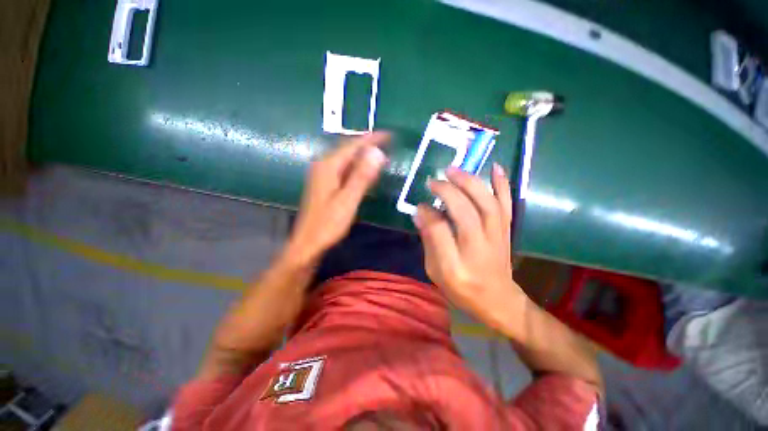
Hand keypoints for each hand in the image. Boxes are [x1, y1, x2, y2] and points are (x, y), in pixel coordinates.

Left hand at [286, 132, 388, 265]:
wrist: (308, 243)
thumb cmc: (328, 223)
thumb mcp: (348, 200)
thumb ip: (362, 176)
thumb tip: (377, 153)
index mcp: (329, 166)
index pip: (353, 145)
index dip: (372, 139)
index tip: (389, 134)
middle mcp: (323, 165)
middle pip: (348, 149)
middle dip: (368, 144)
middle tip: (388, 142)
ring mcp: (323, 175)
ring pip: (346, 158)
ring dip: (363, 154)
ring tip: (380, 153)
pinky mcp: (325, 184)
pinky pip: (344, 168)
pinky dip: (357, 166)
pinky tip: (365, 170)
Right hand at [413, 163, 526, 329]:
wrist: (498, 300)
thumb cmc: (462, 289)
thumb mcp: (436, 271)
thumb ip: (429, 241)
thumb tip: (420, 213)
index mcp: (455, 266)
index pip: (440, 232)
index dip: (428, 214)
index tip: (420, 204)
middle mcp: (478, 249)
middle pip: (466, 213)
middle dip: (448, 192)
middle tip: (434, 180)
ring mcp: (497, 238)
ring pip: (487, 204)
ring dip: (470, 183)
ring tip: (454, 169)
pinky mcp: (506, 231)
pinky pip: (507, 205)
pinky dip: (503, 184)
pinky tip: (495, 167)